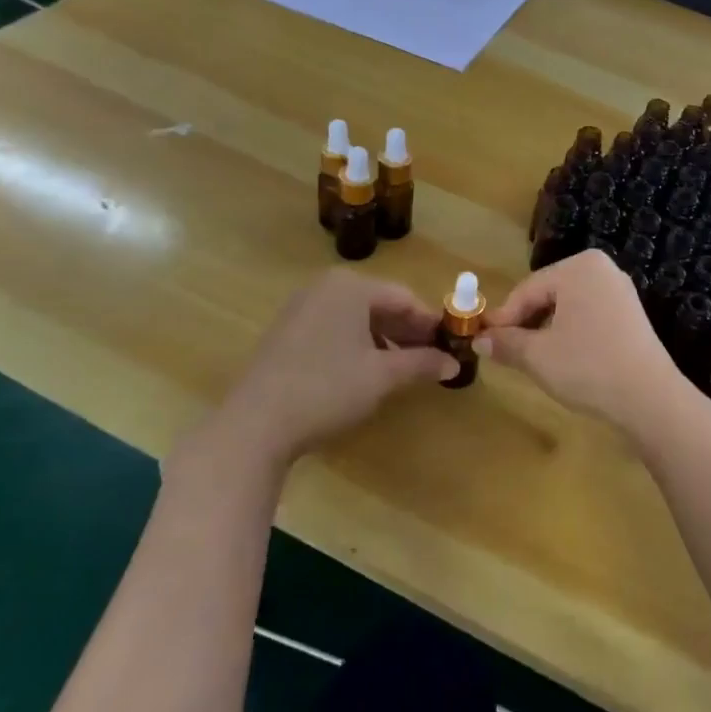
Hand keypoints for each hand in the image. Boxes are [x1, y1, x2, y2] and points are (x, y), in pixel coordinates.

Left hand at [186, 271, 458, 478]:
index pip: (405, 298)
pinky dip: (357, 345)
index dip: (430, 323)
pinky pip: (334, 329)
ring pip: (357, 318)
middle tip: (431, 360)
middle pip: (380, 305)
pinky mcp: (286, 332)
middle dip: (408, 332)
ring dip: (384, 340)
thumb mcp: (382, 376)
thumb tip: (455, 364)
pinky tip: (366, 372)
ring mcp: (301, 308)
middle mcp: (325, 287)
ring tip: (403, 369)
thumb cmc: (327, 388)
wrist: (255, 424)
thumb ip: (421, 363)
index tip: (451, 346)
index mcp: (351, 287)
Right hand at [479, 251, 687, 439]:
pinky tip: (562, 357)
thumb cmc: (587, 366)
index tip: (483, 341)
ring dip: (546, 329)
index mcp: (579, 267)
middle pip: (548, 294)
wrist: (648, 397)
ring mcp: (620, 291)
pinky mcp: (631, 314)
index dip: (503, 318)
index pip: (527, 289)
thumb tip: (478, 340)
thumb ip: (506, 342)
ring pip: (568, 306)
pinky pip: (589, 315)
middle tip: (505, 350)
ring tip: (531, 357)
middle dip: (526, 322)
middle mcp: (602, 269)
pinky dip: (570, 332)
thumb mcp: (538, 355)